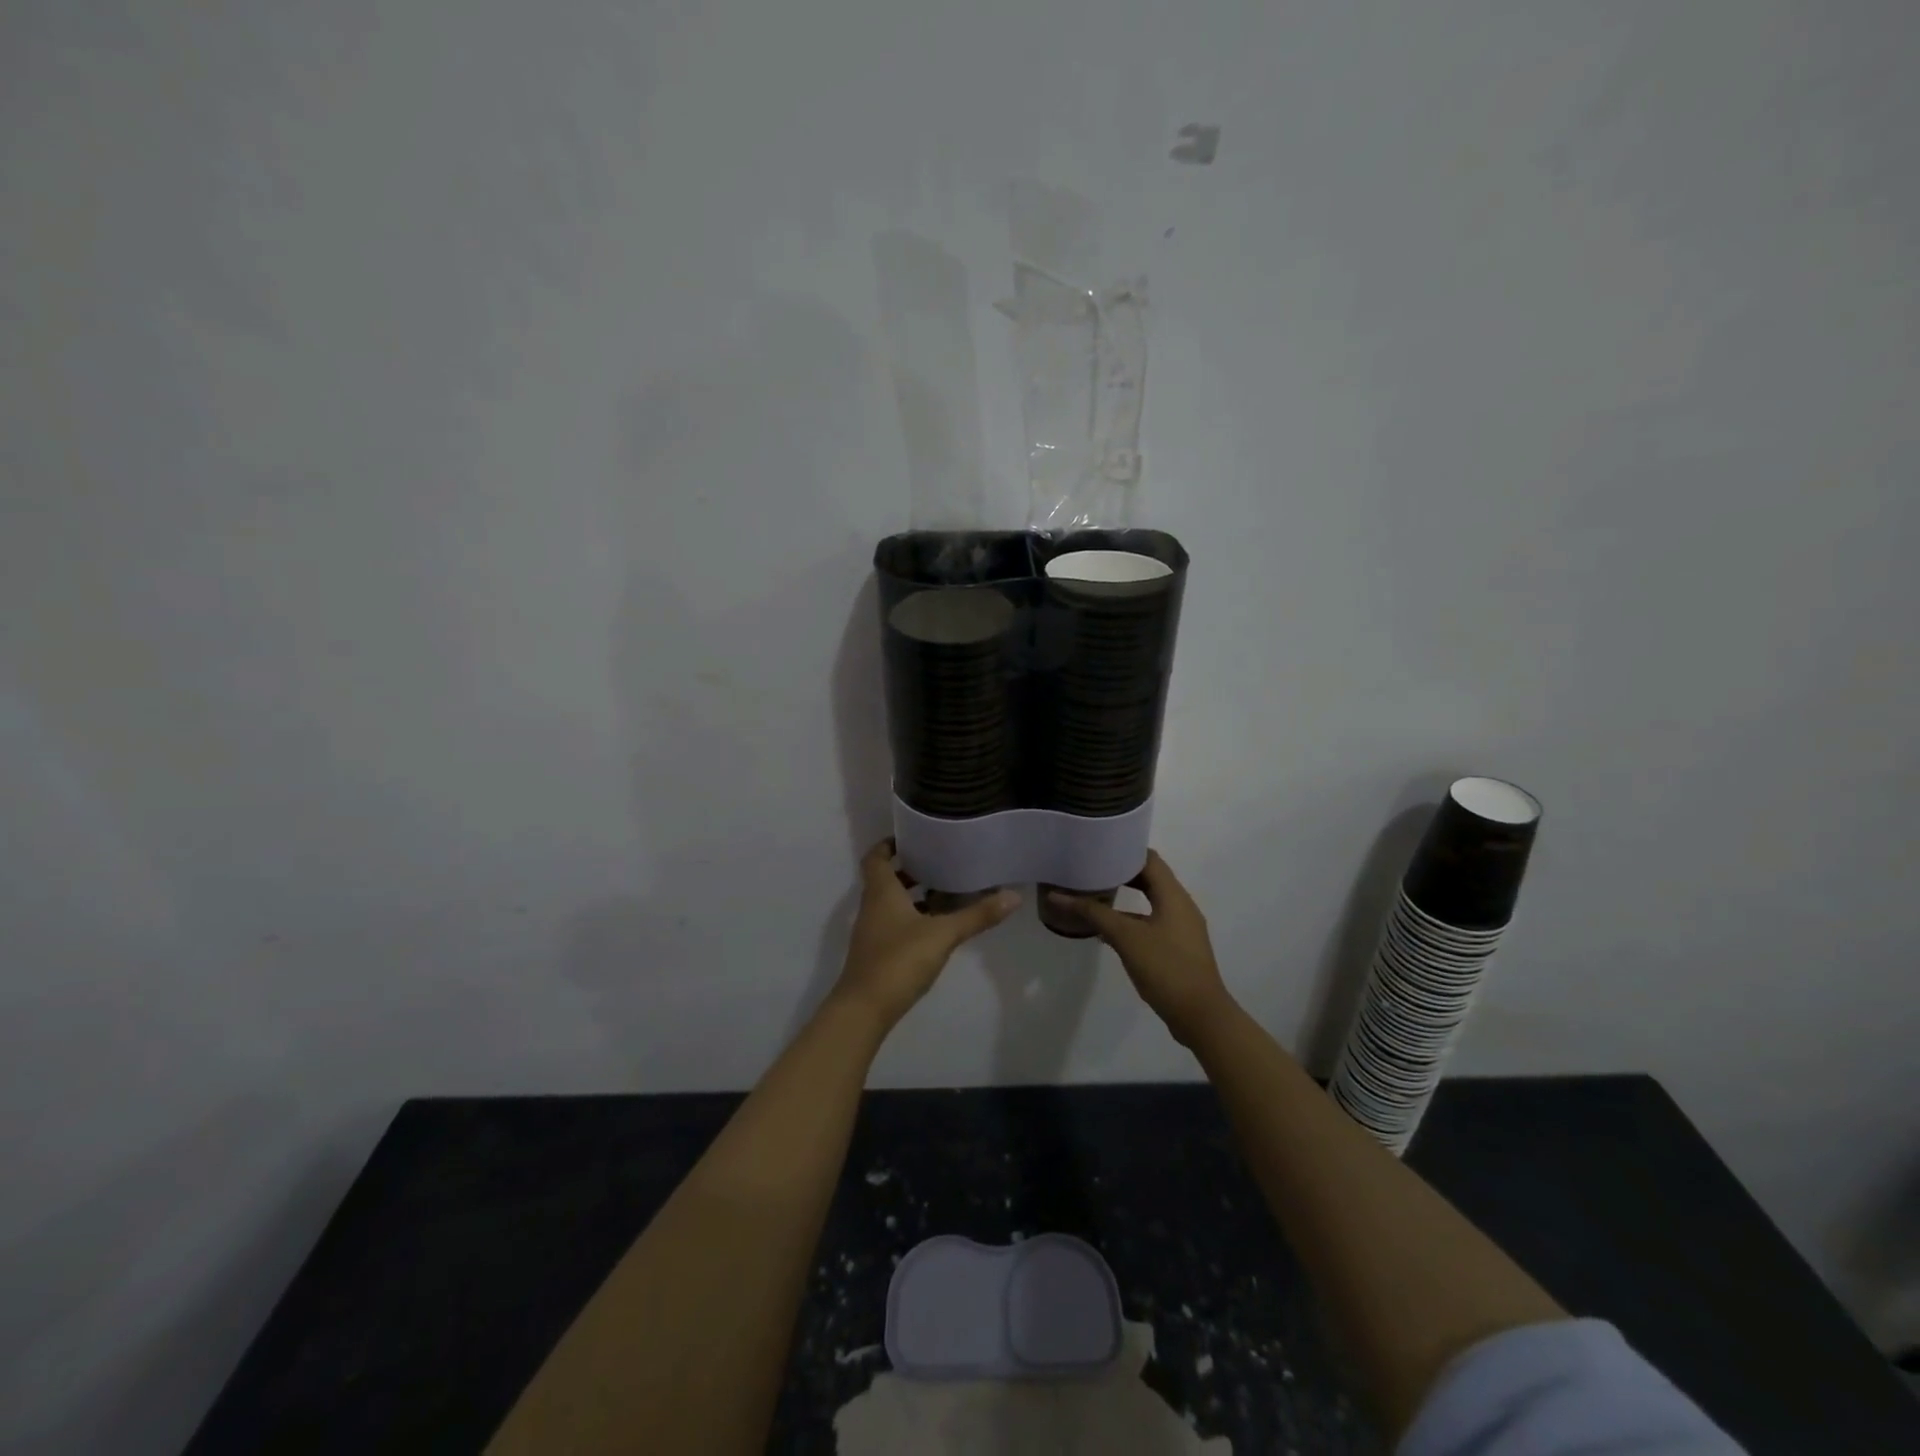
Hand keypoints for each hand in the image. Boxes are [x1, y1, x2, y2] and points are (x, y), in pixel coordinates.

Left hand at [833, 839, 1020, 1029]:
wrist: (864, 1009)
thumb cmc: (898, 960)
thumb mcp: (943, 934)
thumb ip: (977, 915)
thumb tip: (1014, 896)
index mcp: (881, 892)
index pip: (876, 857)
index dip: (889, 844)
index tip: (912, 837)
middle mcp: (873, 906)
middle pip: (885, 878)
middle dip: (909, 869)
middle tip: (939, 860)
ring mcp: (873, 931)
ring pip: (891, 902)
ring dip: (912, 894)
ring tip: (945, 889)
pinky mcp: (878, 952)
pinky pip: (895, 924)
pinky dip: (912, 918)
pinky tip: (937, 926)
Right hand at [1049, 852, 1234, 1044]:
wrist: (1200, 1016)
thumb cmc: (1166, 968)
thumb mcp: (1125, 937)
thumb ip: (1093, 913)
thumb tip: (1057, 895)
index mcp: (1174, 895)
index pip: (1149, 858)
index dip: (1124, 849)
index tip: (1097, 846)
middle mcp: (1181, 905)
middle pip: (1150, 878)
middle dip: (1121, 871)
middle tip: (1090, 867)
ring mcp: (1182, 928)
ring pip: (1151, 901)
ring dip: (1125, 895)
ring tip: (1094, 893)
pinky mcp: (1178, 947)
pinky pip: (1152, 921)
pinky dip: (1131, 918)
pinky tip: (1108, 929)